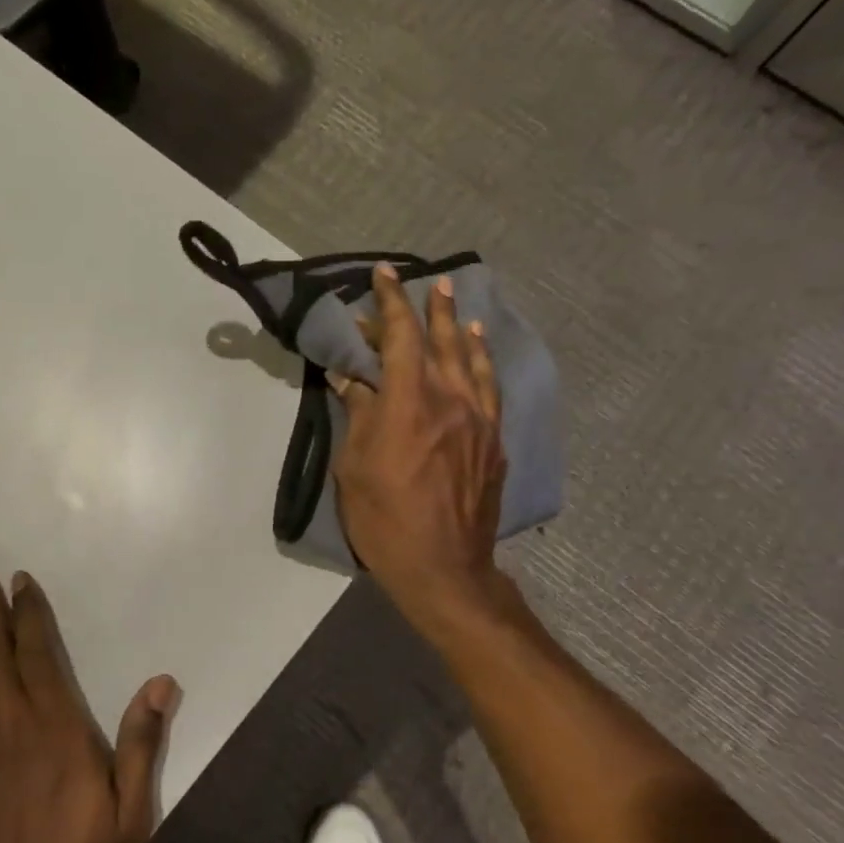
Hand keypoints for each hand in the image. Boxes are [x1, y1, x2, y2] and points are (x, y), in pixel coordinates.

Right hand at [330, 265, 507, 630]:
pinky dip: (482, 363)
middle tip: (427, 284)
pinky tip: (478, 353)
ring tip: (456, 308)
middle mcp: (450, 399)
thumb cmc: (384, 519)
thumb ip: (358, 415)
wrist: (443, 566)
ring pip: (472, 360)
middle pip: (441, 341)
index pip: (401, 336)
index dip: (391, 302)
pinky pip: (490, 388)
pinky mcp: (493, 442)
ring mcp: (478, 420)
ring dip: (460, 329)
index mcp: (409, 402)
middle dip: (430, 309)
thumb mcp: (354, 467)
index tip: (384, 275)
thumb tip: (351, 378)